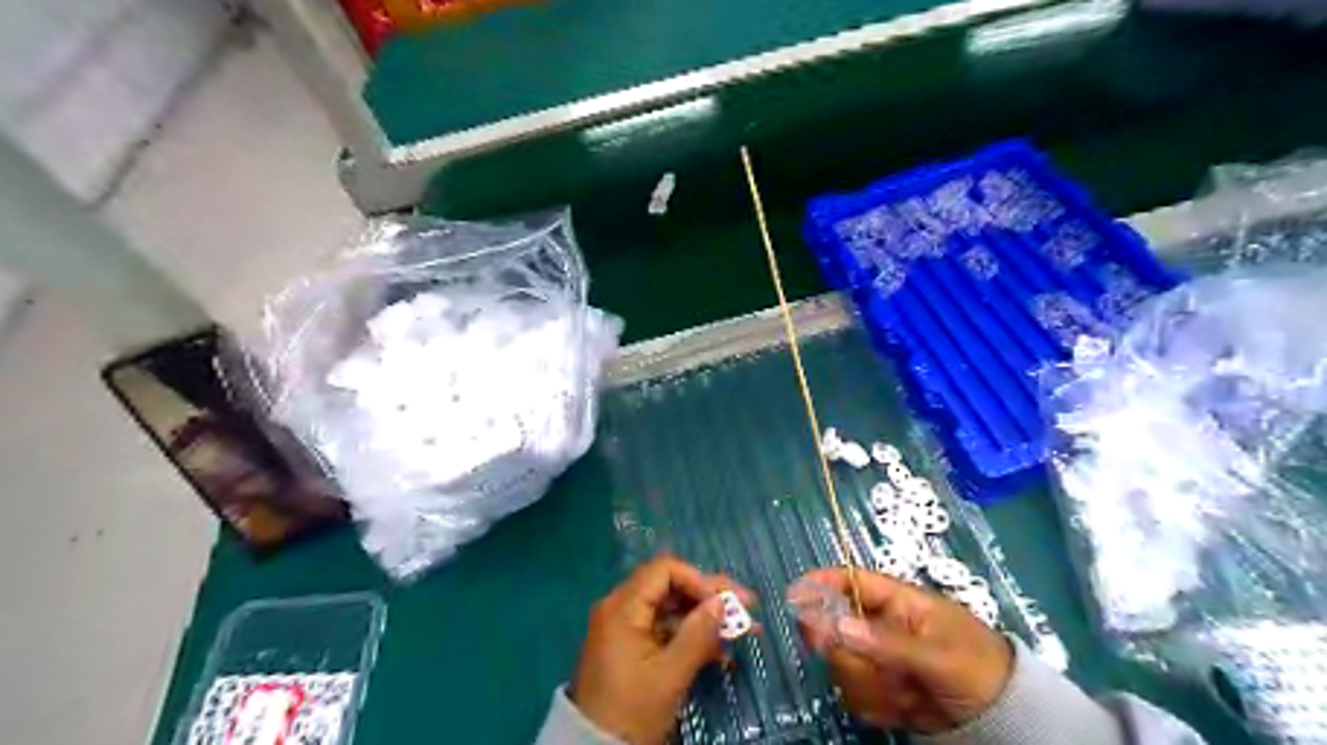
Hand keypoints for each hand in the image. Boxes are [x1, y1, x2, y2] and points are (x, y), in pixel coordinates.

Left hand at [572, 557, 754, 742]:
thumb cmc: (631, 711)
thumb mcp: (670, 674)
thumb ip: (698, 633)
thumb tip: (722, 601)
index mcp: (623, 607)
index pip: (665, 570)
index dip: (699, 580)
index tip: (727, 602)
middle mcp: (621, 607)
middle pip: (670, 586)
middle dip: (709, 597)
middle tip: (746, 609)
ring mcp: (626, 627)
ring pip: (672, 609)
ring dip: (705, 619)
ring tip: (742, 631)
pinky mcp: (632, 646)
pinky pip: (665, 629)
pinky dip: (691, 636)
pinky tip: (719, 651)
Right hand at [786, 571, 1018, 733]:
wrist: (1006, 719)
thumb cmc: (978, 668)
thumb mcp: (938, 654)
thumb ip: (888, 642)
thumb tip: (836, 626)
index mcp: (899, 603)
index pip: (853, 582)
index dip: (822, 583)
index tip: (795, 594)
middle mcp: (881, 627)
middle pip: (837, 629)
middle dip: (852, 655)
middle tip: (874, 671)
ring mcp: (879, 658)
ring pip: (844, 665)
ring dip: (870, 685)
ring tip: (906, 695)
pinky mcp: (881, 689)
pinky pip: (856, 694)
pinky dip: (876, 707)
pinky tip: (904, 710)